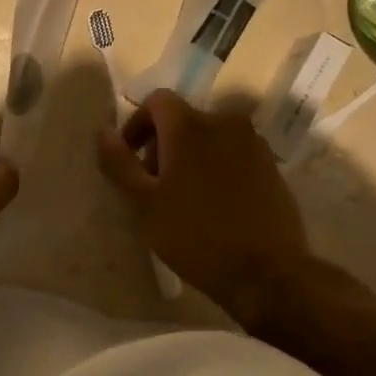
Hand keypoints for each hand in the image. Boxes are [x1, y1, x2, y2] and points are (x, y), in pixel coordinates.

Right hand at [97, 90, 313, 322]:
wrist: (268, 274)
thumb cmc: (196, 236)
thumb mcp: (145, 203)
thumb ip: (120, 163)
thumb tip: (103, 132)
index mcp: (189, 125)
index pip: (157, 101)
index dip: (138, 124)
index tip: (132, 159)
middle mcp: (224, 122)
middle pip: (184, 119)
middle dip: (164, 144)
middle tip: (156, 186)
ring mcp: (253, 144)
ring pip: (211, 137)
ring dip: (192, 156)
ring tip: (186, 197)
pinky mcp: (272, 166)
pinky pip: (235, 155)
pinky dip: (219, 168)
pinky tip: (216, 205)